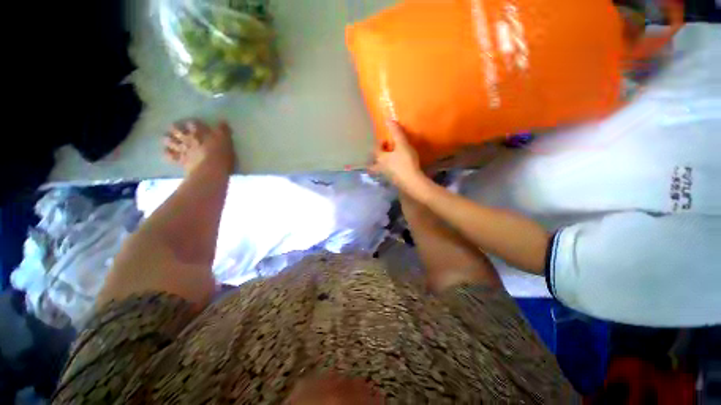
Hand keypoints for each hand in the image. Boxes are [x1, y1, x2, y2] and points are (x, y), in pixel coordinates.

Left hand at [369, 121, 425, 193]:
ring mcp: (386, 177)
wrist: (412, 182)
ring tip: (390, 162)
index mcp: (380, 158)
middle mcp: (380, 168)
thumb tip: (387, 119)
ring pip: (380, 171)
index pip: (375, 149)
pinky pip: (388, 176)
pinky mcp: (393, 183)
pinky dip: (390, 172)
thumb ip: (396, 132)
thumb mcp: (402, 145)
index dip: (379, 143)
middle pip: (373, 164)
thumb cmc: (406, 162)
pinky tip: (397, 171)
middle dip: (375, 158)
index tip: (386, 140)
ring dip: (382, 165)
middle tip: (382, 154)